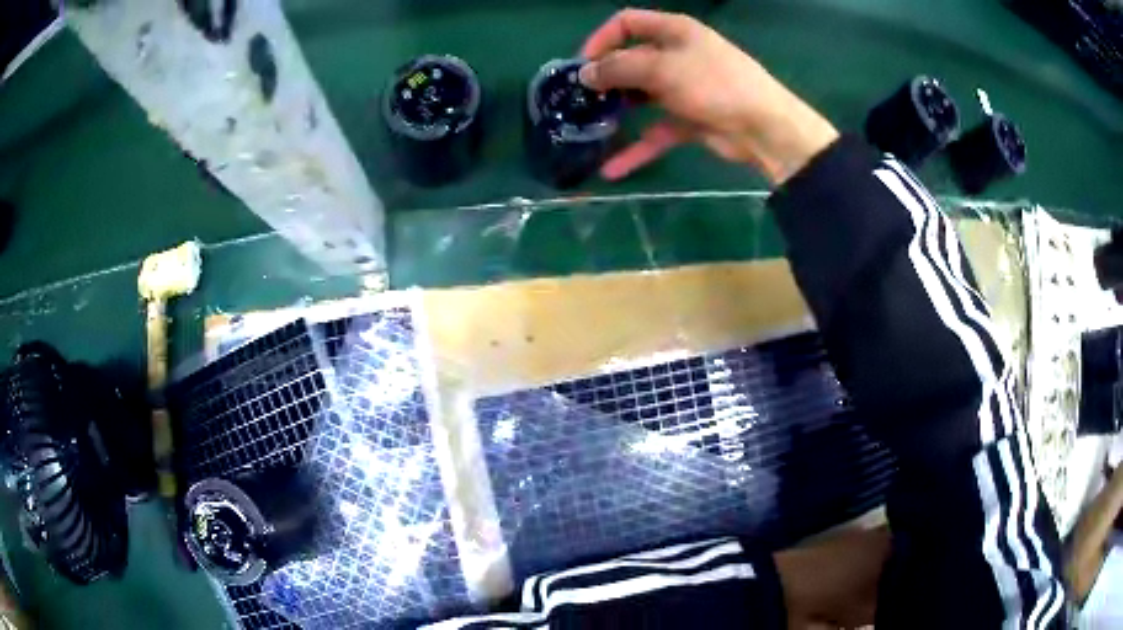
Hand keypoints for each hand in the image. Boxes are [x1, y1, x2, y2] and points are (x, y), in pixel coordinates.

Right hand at [579, 9, 838, 184]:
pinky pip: (657, 130)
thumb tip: (585, 74)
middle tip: (580, 98)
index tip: (582, 65)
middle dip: (606, 77)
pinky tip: (613, 168)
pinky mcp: (690, 119)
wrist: (765, 129)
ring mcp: (685, 88)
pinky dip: (638, 147)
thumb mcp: (663, 69)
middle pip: (632, 59)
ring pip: (642, 95)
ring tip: (589, 126)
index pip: (627, 23)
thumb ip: (619, 68)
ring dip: (618, 110)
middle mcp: (678, 54)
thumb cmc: (714, 85)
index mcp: (674, 31)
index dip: (601, 39)